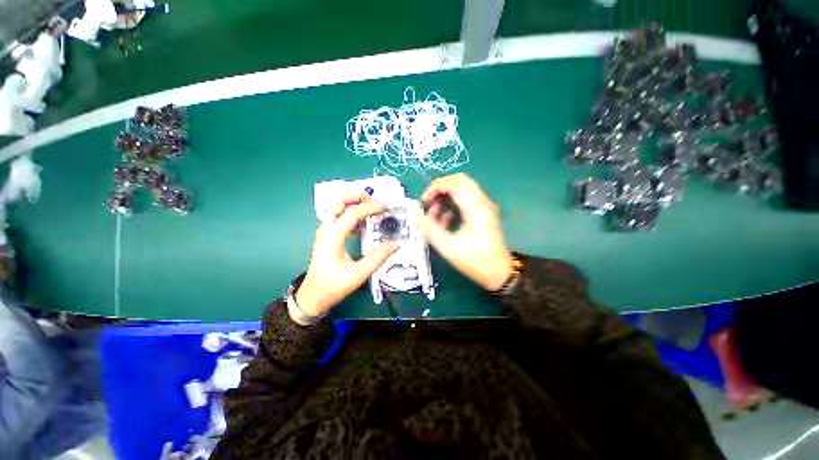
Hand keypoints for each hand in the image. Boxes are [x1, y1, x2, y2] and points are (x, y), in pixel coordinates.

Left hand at [296, 192, 398, 317]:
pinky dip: (349, 213)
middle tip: (373, 199)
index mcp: (333, 237)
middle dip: (355, 196)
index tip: (384, 207)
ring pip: (335, 208)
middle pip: (337, 203)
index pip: (352, 213)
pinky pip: (336, 217)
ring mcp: (324, 232)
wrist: (313, 296)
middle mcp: (326, 230)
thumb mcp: (359, 274)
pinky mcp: (326, 236)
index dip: (369, 207)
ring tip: (369, 206)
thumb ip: (378, 257)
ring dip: (351, 203)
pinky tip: (361, 222)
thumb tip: (395, 244)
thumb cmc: (334, 286)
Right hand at [417, 173, 512, 290]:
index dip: (435, 188)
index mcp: (476, 208)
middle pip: (459, 180)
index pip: (453, 184)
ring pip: (462, 188)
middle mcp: (482, 202)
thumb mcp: (447, 247)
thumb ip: (429, 228)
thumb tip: (416, 213)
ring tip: (435, 215)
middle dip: (440, 188)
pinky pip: (466, 199)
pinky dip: (453, 205)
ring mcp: (485, 206)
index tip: (423, 201)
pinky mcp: (484, 211)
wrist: (500, 272)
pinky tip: (445, 222)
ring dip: (446, 197)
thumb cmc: (474, 261)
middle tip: (429, 202)